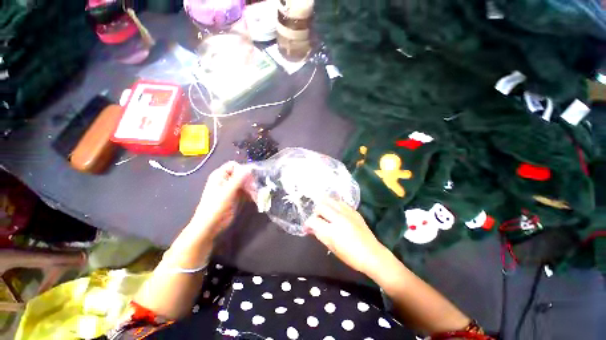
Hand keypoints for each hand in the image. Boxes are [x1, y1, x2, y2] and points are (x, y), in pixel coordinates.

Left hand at [192, 161, 249, 239]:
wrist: (210, 226)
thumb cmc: (215, 207)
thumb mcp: (227, 192)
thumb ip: (239, 179)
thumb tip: (250, 168)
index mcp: (220, 176)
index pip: (234, 166)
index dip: (242, 170)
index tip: (250, 178)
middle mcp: (226, 180)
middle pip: (241, 174)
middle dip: (249, 180)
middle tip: (255, 188)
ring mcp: (231, 189)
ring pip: (245, 183)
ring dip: (252, 188)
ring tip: (257, 195)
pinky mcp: (236, 197)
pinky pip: (246, 192)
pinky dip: (251, 194)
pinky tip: (256, 198)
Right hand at [305, 199, 386, 275]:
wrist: (373, 254)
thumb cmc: (351, 256)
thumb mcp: (332, 248)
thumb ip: (320, 235)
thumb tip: (310, 228)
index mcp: (332, 231)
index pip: (313, 221)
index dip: (307, 224)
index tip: (307, 228)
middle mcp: (339, 218)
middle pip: (321, 207)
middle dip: (315, 213)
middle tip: (317, 220)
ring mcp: (347, 213)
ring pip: (330, 201)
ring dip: (324, 205)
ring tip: (324, 213)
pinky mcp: (354, 211)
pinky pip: (340, 202)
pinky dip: (334, 205)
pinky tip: (334, 210)